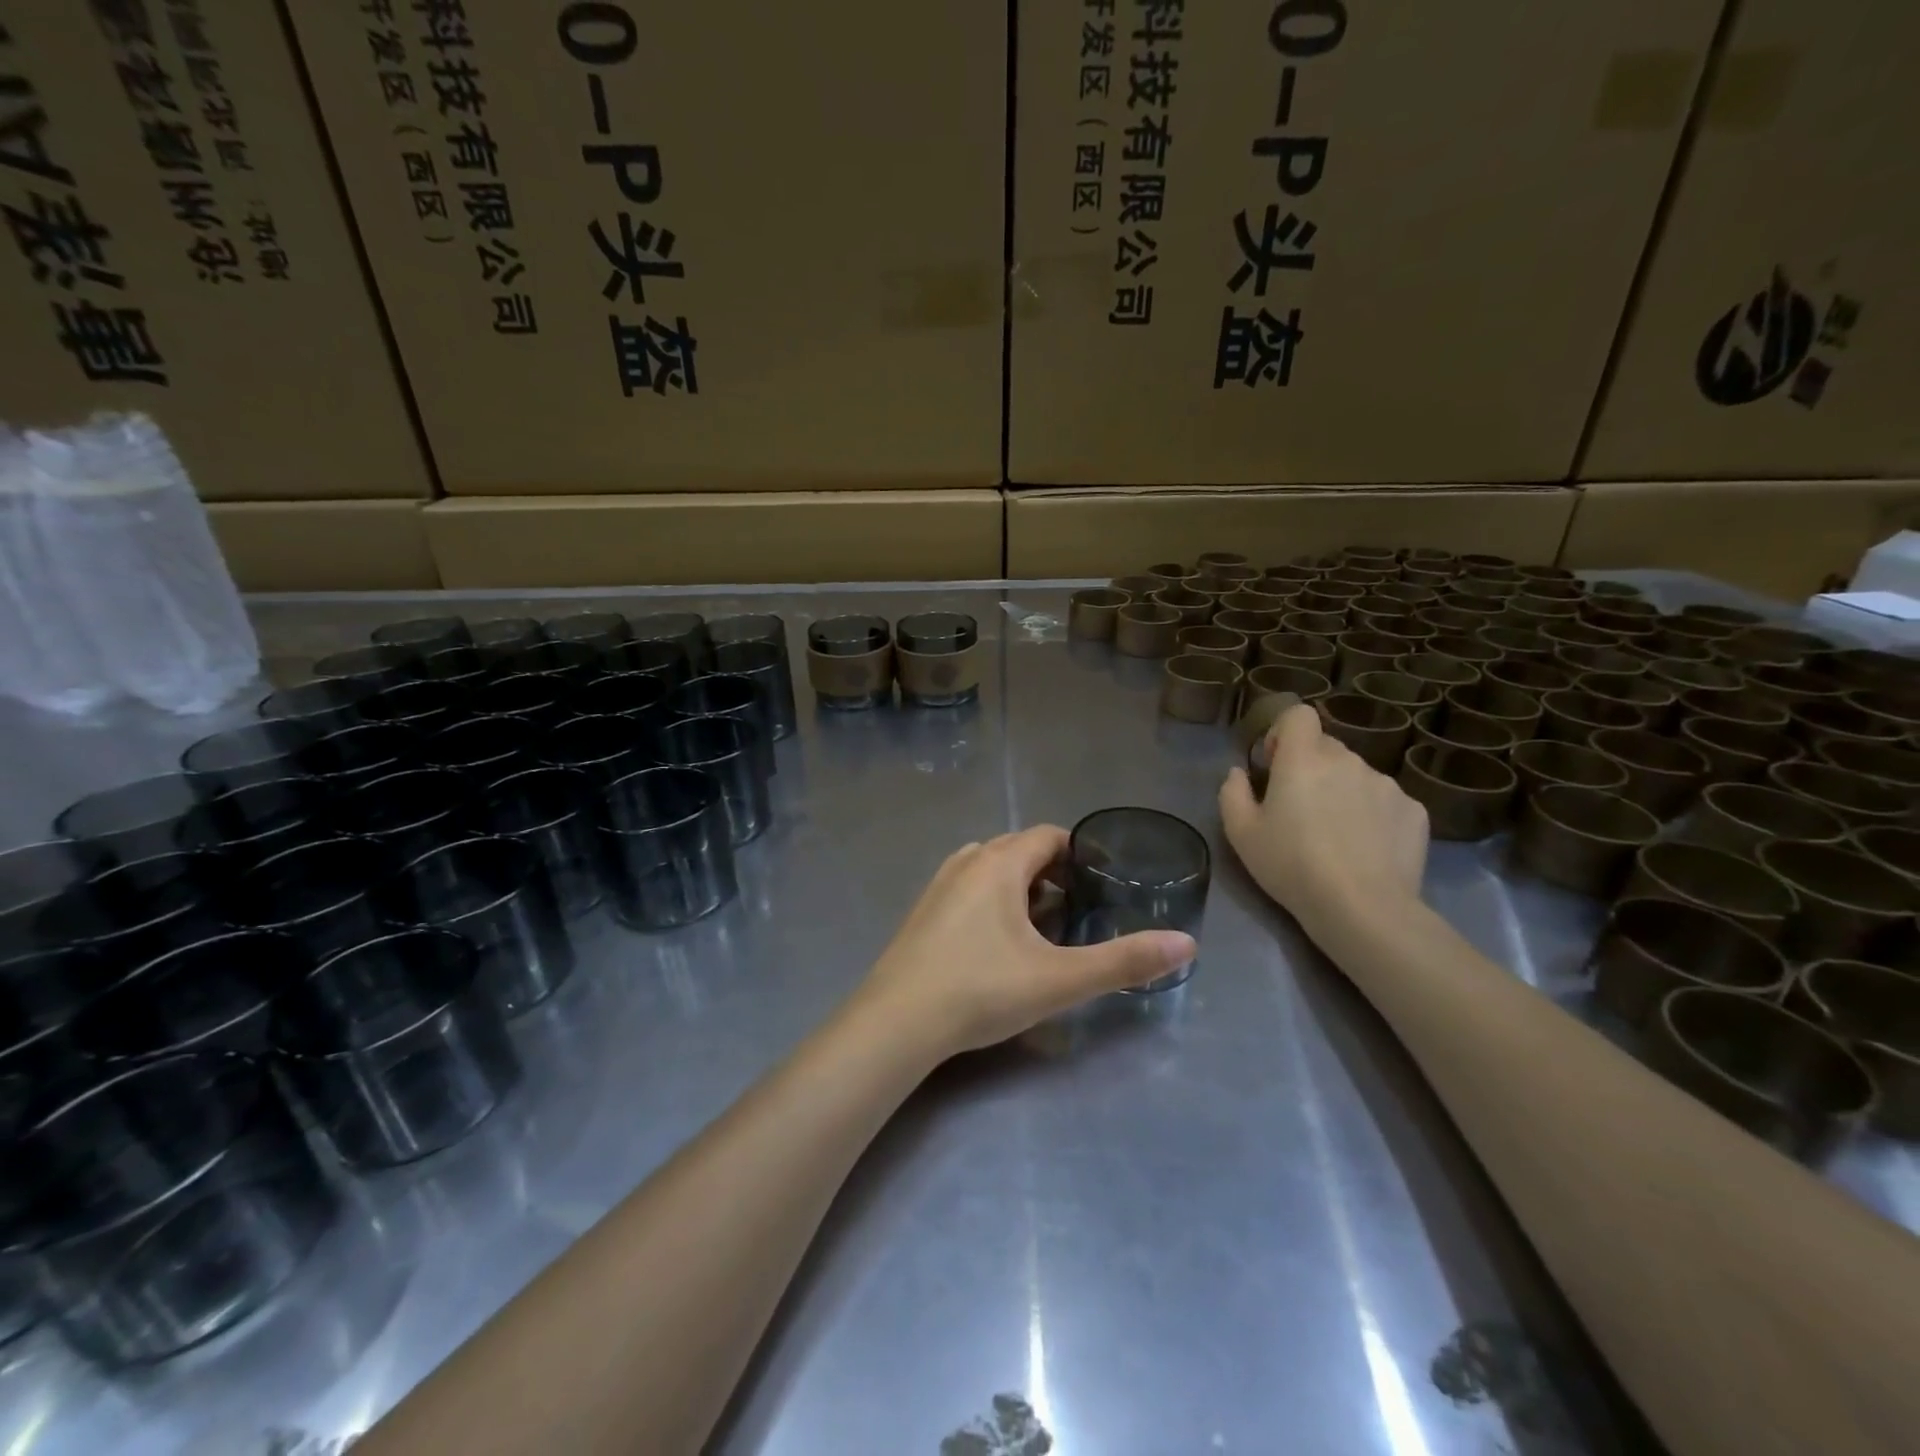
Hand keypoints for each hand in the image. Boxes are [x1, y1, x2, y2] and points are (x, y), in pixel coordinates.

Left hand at [854, 827, 1196, 1060]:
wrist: (897, 1022)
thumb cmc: (982, 990)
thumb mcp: (1060, 979)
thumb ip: (1123, 961)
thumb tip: (1187, 944)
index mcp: (999, 863)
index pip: (1048, 835)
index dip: (1079, 853)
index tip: (1102, 884)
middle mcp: (967, 861)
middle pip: (1019, 848)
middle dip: (1052, 872)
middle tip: (1078, 911)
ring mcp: (939, 885)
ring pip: (990, 868)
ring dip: (1019, 885)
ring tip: (1041, 926)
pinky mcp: (922, 911)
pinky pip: (967, 888)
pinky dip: (990, 900)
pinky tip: (996, 943)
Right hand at [1219, 703, 1428, 947]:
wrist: (1362, 908)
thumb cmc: (1291, 866)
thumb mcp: (1241, 833)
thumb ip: (1232, 792)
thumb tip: (1240, 773)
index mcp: (1303, 759)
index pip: (1299, 714)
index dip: (1283, 732)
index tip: (1275, 765)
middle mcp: (1348, 761)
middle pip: (1326, 748)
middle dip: (1311, 769)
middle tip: (1300, 810)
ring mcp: (1387, 784)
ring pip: (1356, 775)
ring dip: (1343, 792)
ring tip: (1337, 836)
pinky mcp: (1415, 811)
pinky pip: (1386, 801)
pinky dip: (1374, 815)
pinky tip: (1367, 849)